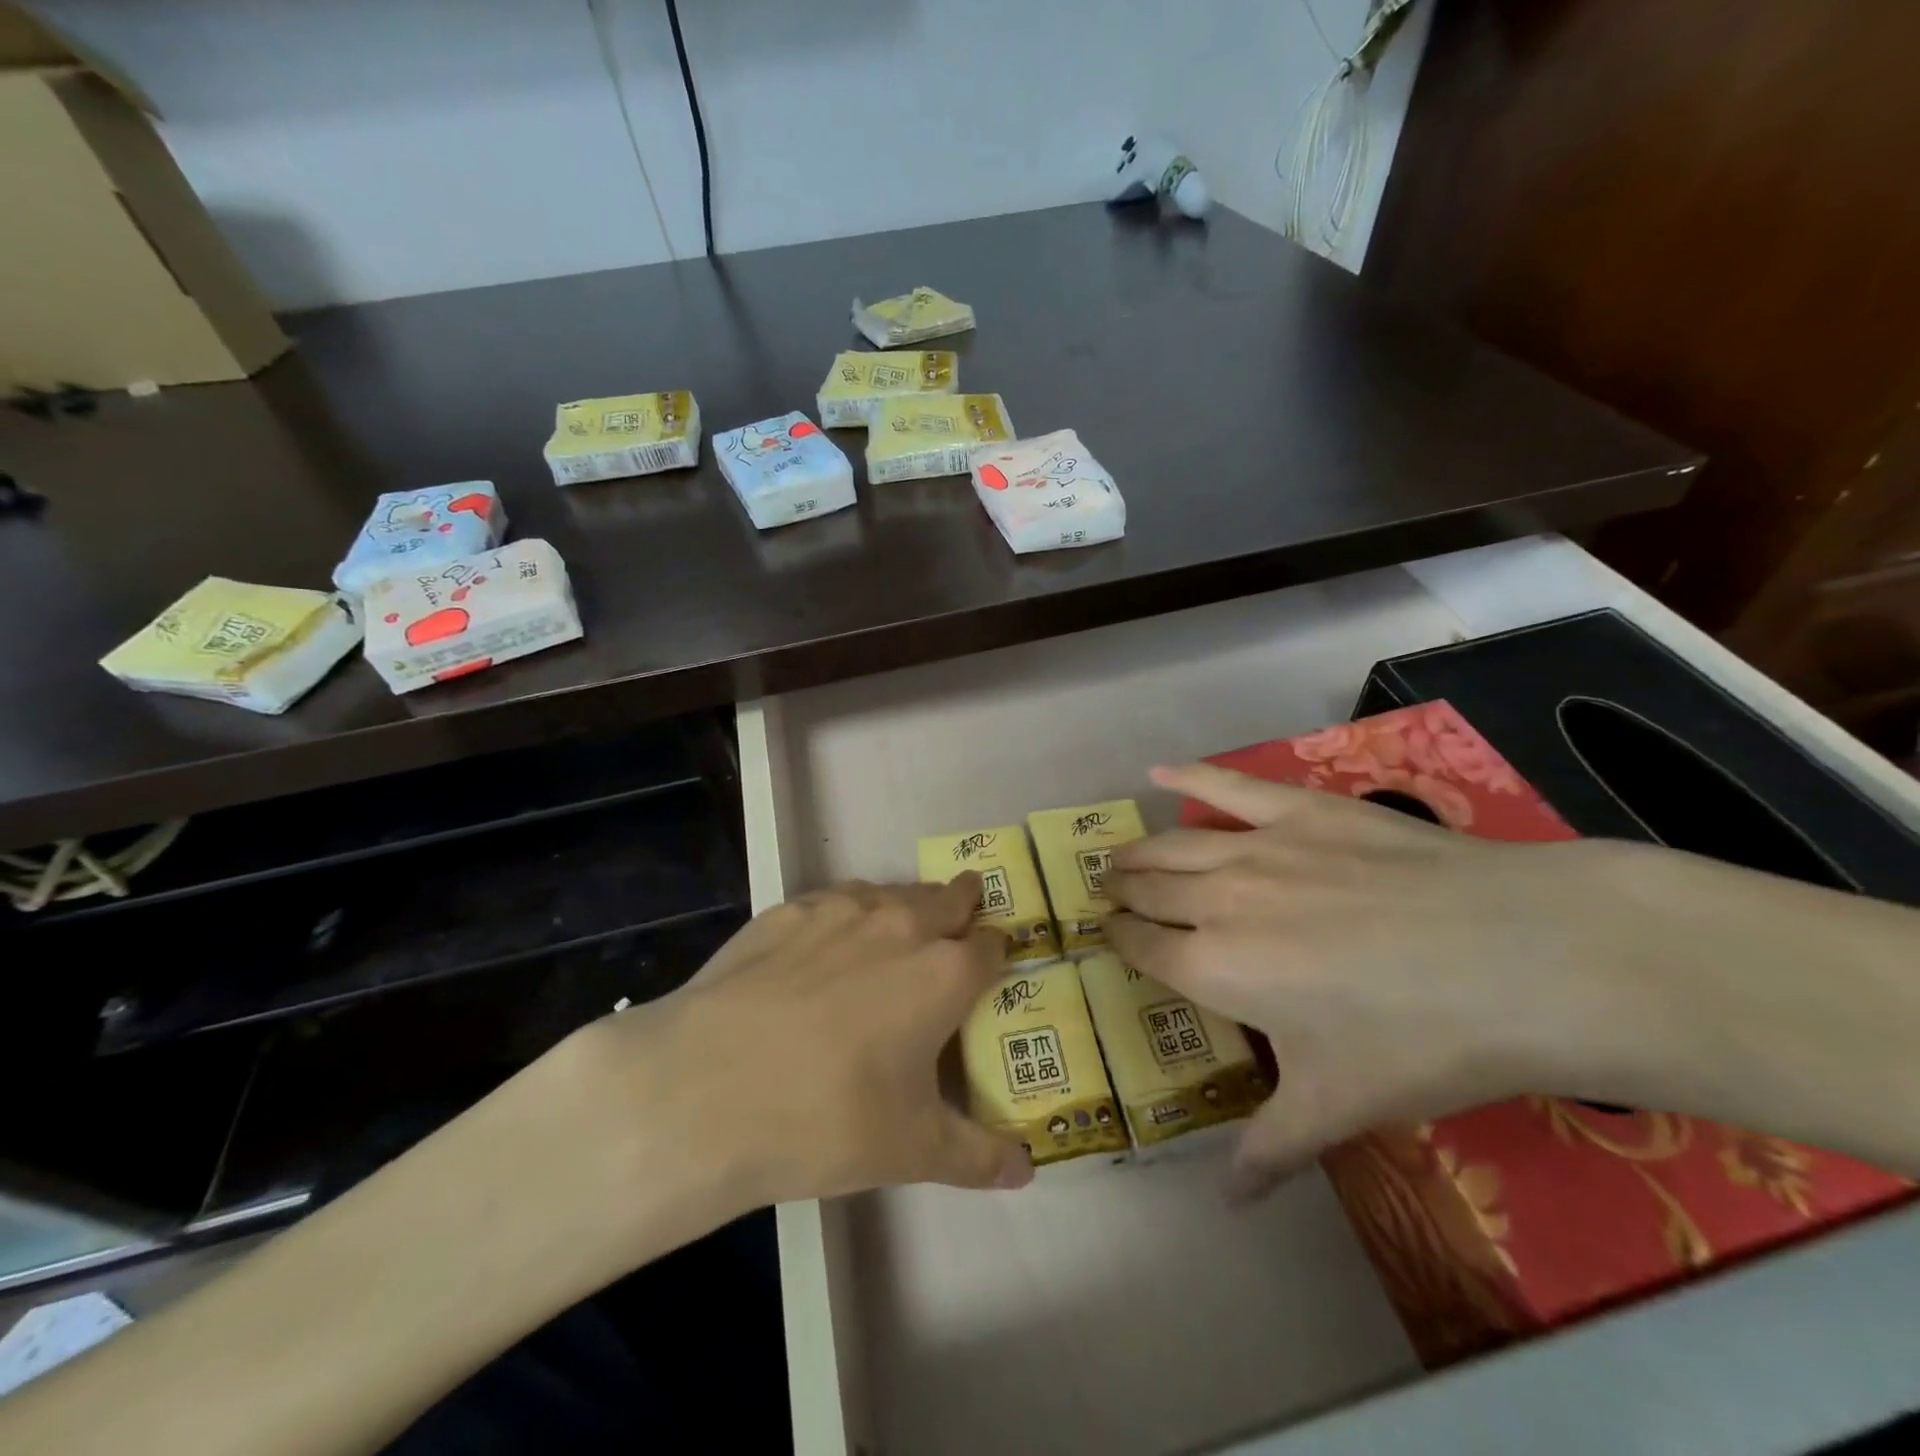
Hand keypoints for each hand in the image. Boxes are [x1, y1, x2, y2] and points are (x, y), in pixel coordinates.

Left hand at [574, 876, 1031, 1250]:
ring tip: (896, 936)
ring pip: (893, 892)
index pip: (992, 945)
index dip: (998, 954)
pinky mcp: (787, 910)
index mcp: (943, 973)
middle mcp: (900, 925)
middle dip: (964, 907)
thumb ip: (978, 1156)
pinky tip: (827, 946)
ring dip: (907, 907)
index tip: (992, 966)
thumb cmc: (826, 1120)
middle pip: (950, 897)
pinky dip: (848, 914)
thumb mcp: (912, 1151)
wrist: (704, 1089)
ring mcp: (840, 909)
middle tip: (959, 927)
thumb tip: (1027, 1169)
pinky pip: (836, 899)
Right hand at [1105, 763, 1656, 1200]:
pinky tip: (1160, 771)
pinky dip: (1188, 776)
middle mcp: (1216, 901)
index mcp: (1213, 968)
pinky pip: (1227, 786)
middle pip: (1149, 890)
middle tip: (1108, 891)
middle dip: (1121, 892)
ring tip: (1122, 856)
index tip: (1106, 932)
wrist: (1515, 957)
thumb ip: (1271, 1149)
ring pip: (1173, 844)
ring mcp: (1255, 847)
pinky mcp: (1298, 809)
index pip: (1142, 946)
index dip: (1118, 938)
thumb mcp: (1340, 1106)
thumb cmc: (1418, 1040)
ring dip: (1140, 851)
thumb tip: (1228, 1203)